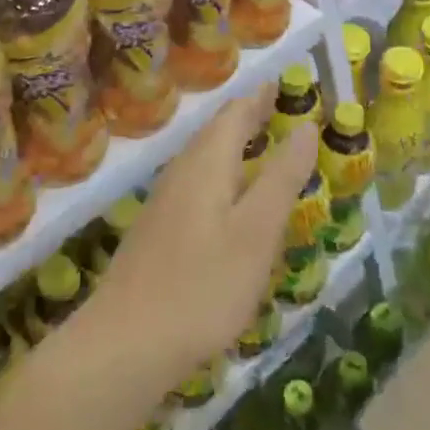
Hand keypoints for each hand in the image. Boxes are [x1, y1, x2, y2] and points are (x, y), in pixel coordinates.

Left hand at [79, 82, 317, 397]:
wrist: (123, 347)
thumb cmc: (202, 285)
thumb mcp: (256, 231)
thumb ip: (282, 177)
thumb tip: (306, 126)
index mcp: (207, 163)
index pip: (237, 112)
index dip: (262, 96)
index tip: (287, 82)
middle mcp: (182, 172)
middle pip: (217, 131)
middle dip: (249, 116)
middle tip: (280, 107)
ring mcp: (164, 203)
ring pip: (204, 158)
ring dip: (234, 144)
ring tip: (261, 145)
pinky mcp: (157, 233)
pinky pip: (197, 184)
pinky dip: (222, 174)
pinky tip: (229, 200)